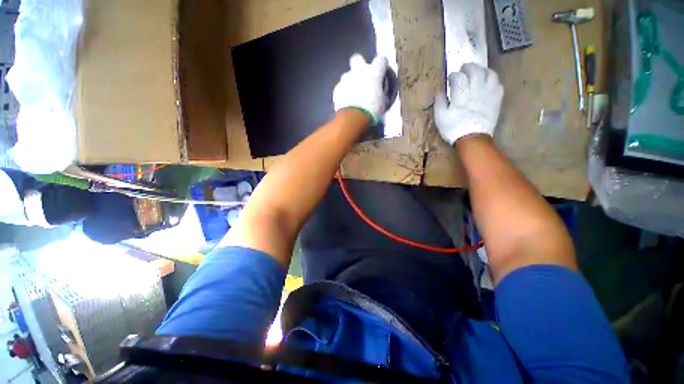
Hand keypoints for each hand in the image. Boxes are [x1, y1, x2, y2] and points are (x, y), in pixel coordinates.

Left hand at [334, 54, 388, 125]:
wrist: (354, 118)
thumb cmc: (372, 110)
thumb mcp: (382, 102)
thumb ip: (381, 92)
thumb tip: (381, 93)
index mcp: (374, 72)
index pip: (381, 60)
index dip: (381, 65)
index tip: (381, 72)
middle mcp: (359, 71)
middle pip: (357, 58)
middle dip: (359, 65)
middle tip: (362, 76)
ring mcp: (346, 79)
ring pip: (347, 75)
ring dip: (350, 82)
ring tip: (353, 95)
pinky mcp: (337, 89)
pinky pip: (340, 88)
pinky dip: (343, 93)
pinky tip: (346, 102)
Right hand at [434, 63, 503, 144]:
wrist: (473, 138)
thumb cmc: (454, 128)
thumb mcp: (440, 118)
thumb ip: (439, 103)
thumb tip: (439, 92)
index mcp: (461, 93)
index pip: (458, 76)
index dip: (454, 76)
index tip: (450, 79)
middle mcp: (476, 89)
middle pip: (475, 70)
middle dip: (468, 67)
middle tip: (464, 68)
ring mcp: (488, 93)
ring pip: (489, 74)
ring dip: (483, 70)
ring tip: (478, 72)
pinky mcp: (496, 99)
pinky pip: (498, 84)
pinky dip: (493, 80)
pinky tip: (488, 83)